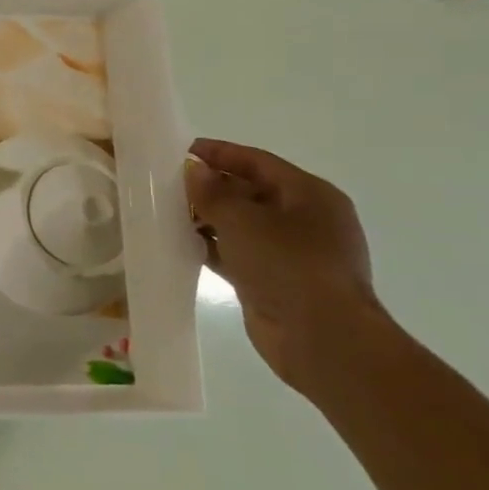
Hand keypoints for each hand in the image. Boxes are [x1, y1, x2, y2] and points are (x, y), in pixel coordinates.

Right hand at [185, 138, 395, 395]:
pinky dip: (212, 246)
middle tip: (166, 183)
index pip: (258, 161)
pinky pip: (238, 253)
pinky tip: (181, 244)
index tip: (180, 149)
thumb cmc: (288, 265)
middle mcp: (305, 219)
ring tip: (165, 211)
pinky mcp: (275, 280)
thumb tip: (192, 170)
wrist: (322, 339)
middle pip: (250, 191)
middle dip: (210, 186)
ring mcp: (292, 253)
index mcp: (310, 194)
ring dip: (207, 218)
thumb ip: (212, 192)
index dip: (219, 153)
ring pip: (242, 224)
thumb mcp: (243, 220)